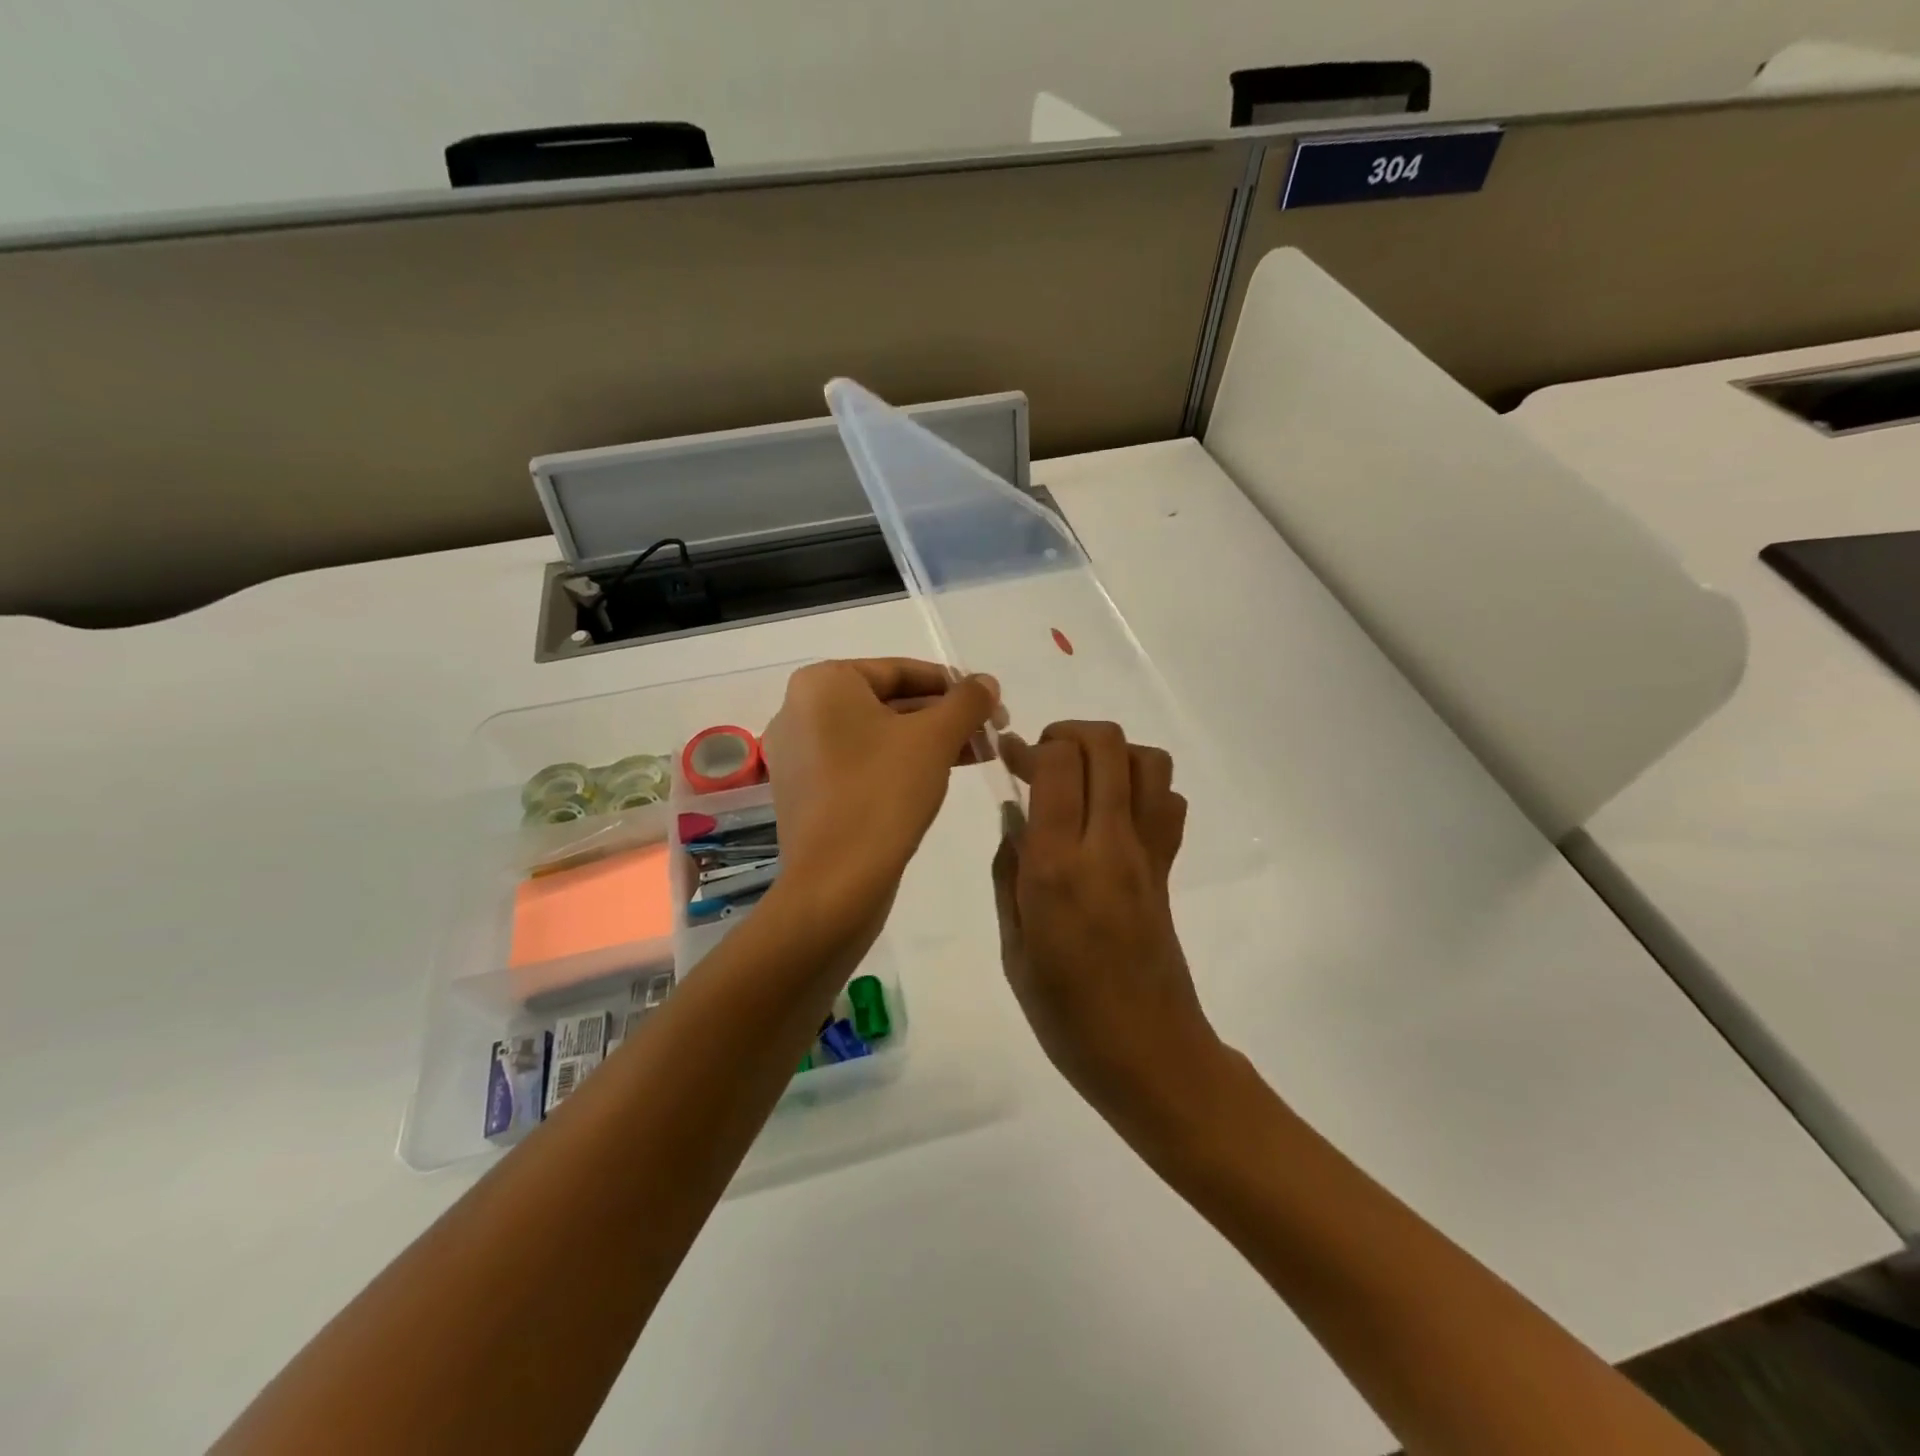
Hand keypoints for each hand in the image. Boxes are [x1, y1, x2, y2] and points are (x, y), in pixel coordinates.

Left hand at [762, 658, 997, 937]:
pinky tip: (938, 777)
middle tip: (990, 732)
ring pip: (877, 735)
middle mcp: (800, 710)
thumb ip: (966, 702)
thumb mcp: (935, 738)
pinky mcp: (806, 791)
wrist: (835, 883)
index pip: (900, 670)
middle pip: (888, 702)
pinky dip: (899, 764)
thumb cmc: (883, 793)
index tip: (990, 703)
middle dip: (943, 716)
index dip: (953, 685)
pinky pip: (860, 763)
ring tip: (977, 755)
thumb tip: (985, 682)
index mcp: (823, 683)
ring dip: (928, 741)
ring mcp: (799, 754)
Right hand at [994, 721, 1226, 1144]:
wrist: (1148, 1055)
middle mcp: (1109, 846)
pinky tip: (1112, 816)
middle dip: (1069, 733)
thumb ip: (1009, 873)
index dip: (1030, 745)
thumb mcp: (1014, 947)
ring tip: (1079, 780)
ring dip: (1110, 754)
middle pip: (1107, 745)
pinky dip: (1141, 789)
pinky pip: (1167, 804)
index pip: (1058, 764)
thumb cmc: (1065, 1014)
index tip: (1008, 756)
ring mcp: (1147, 855)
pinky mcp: (1168, 869)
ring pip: (1148, 762)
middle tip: (1041, 759)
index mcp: (1058, 867)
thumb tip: (1014, 819)